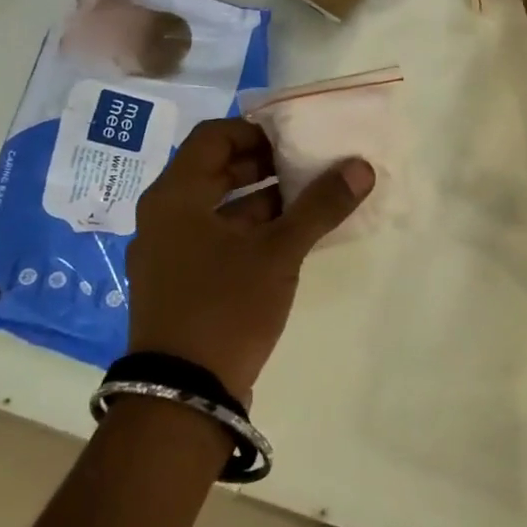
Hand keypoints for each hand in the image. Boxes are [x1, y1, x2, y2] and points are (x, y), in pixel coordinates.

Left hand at [125, 118, 373, 401]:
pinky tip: (292, 236)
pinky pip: (219, 237)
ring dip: (264, 197)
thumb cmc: (224, 305)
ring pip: (221, 206)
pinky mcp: (183, 282)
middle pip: (217, 170)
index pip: (213, 137)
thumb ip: (320, 205)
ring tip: (311, 196)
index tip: (296, 136)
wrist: (182, 396)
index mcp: (175, 197)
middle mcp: (164, 217)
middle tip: (310, 162)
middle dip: (265, 163)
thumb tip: (361, 166)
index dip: (256, 130)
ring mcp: (170, 252)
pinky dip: (253, 229)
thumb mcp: (278, 251)